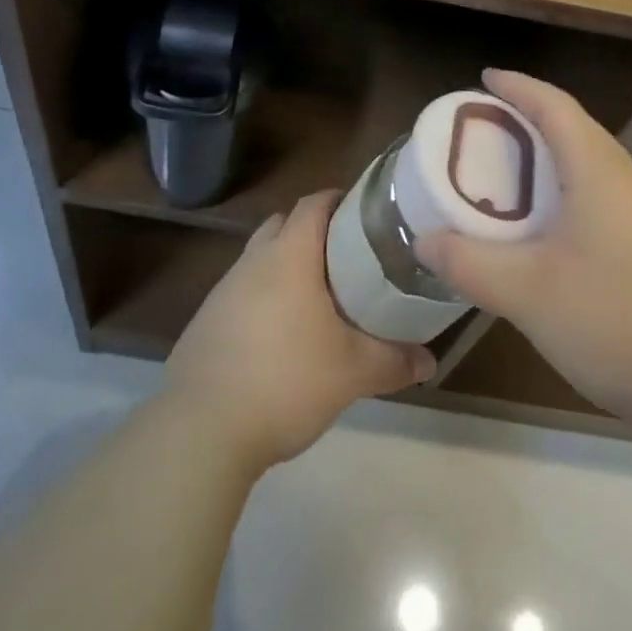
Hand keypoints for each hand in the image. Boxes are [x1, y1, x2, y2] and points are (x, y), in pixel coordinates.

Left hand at [164, 189, 434, 471]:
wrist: (201, 429)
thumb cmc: (285, 380)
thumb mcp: (351, 373)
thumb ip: (393, 361)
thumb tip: (430, 361)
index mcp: (289, 255)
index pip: (314, 203)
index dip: (339, 201)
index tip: (365, 216)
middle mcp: (253, 260)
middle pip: (284, 225)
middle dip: (313, 233)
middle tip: (346, 259)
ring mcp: (223, 290)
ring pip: (260, 259)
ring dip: (286, 268)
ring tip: (317, 301)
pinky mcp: (205, 321)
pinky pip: (241, 292)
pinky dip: (263, 300)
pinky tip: (279, 338)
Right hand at [416, 69, 631, 430]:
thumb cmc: (617, 321)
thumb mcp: (527, 293)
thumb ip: (469, 262)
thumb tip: (425, 239)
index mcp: (598, 172)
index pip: (554, 107)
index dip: (518, 87)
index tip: (484, 79)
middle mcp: (627, 181)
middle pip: (574, 129)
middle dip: (527, 120)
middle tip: (481, 132)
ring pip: (589, 165)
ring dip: (547, 158)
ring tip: (505, 177)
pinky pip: (600, 196)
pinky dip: (564, 192)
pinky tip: (545, 231)